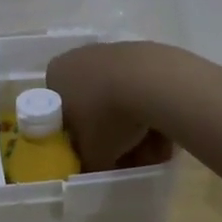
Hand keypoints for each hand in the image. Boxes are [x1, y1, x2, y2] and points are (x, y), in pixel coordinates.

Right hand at [46, 42, 173, 171]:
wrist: (152, 82)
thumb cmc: (107, 116)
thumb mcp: (92, 154)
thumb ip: (87, 164)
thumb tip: (92, 169)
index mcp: (56, 75)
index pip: (62, 113)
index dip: (79, 138)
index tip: (95, 154)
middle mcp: (80, 58)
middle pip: (94, 105)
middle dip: (112, 134)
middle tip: (127, 158)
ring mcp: (112, 52)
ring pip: (121, 99)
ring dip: (135, 127)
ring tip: (153, 152)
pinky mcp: (143, 52)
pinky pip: (143, 90)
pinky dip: (151, 111)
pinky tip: (165, 132)